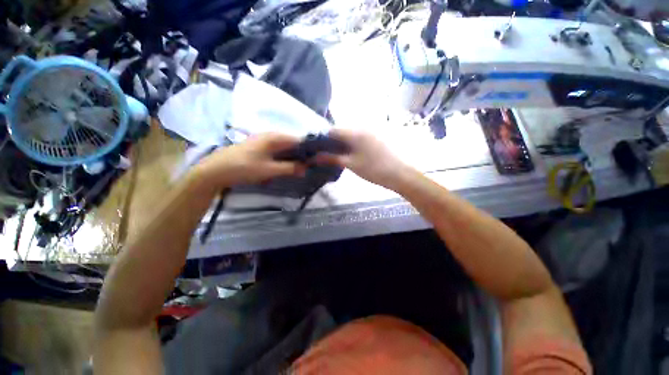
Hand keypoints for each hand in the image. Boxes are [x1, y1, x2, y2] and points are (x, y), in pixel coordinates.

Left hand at [194, 133, 304, 187]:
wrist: (215, 170)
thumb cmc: (243, 168)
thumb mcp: (269, 170)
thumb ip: (289, 168)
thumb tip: (306, 168)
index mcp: (274, 137)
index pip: (299, 139)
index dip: (310, 148)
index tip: (318, 158)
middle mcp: (271, 135)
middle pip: (293, 142)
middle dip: (303, 153)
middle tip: (311, 165)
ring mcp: (264, 140)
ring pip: (286, 147)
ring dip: (294, 156)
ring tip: (303, 166)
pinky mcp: (259, 147)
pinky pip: (278, 150)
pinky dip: (285, 157)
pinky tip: (288, 165)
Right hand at [316, 129, 414, 189]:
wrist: (400, 174)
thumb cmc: (374, 169)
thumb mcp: (351, 164)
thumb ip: (332, 158)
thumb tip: (314, 157)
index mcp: (355, 131)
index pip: (333, 130)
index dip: (323, 139)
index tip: (317, 150)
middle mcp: (362, 127)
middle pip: (341, 131)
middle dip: (332, 142)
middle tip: (327, 155)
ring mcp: (371, 131)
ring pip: (350, 135)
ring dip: (342, 144)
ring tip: (337, 156)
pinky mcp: (376, 137)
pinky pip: (359, 137)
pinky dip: (352, 144)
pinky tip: (351, 154)